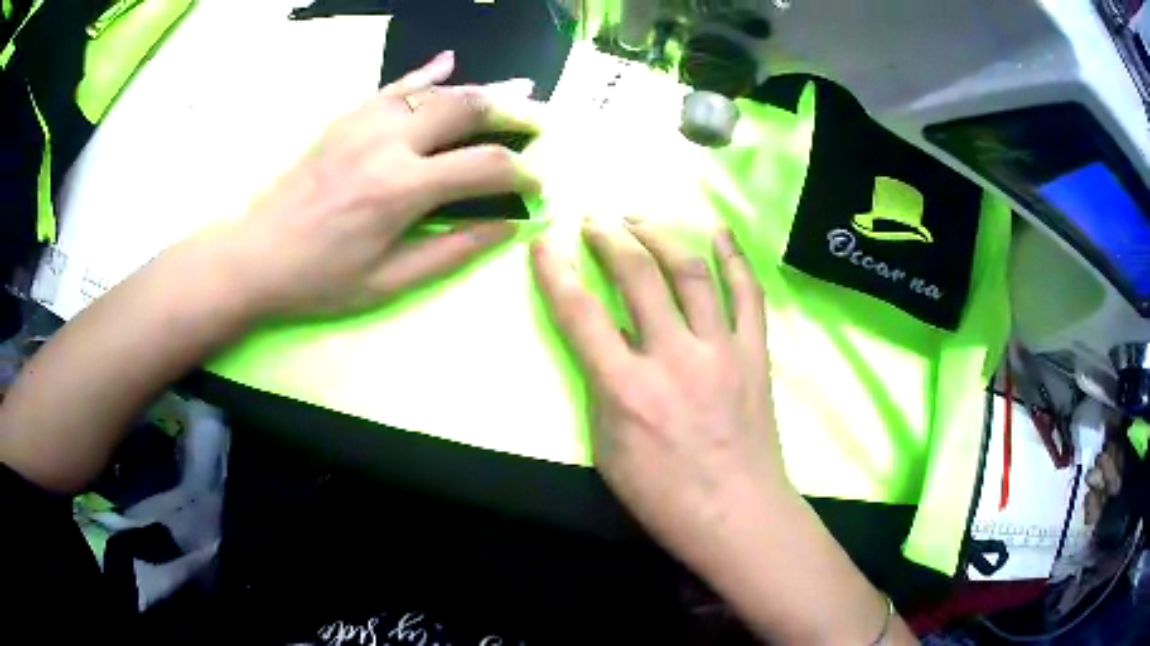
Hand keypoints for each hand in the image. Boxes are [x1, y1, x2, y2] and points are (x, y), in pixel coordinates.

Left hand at [214, 51, 539, 319]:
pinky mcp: (347, 118)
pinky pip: (396, 85)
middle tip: (543, 118)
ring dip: (483, 87)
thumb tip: (507, 228)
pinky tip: (450, 61)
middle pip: (469, 109)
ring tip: (519, 86)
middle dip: (515, 111)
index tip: (540, 183)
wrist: (254, 255)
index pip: (485, 166)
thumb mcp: (387, 283)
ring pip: (439, 90)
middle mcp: (389, 142)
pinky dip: (427, 71)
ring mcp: (365, 122)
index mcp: (402, 189)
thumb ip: (451, 252)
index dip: (524, 172)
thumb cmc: (318, 279)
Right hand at [530, 218, 789, 569]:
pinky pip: (748, 294)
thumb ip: (604, 391)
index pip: (580, 313)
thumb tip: (609, 343)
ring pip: (691, 272)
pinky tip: (719, 230)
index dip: (555, 271)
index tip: (544, 241)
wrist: (737, 514)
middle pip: (638, 275)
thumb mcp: (609, 453)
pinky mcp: (755, 354)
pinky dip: (734, 258)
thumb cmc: (664, 496)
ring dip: (661, 236)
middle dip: (610, 237)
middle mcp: (673, 357)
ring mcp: (721, 351)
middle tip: (595, 220)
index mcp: (627, 389)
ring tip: (640, 219)